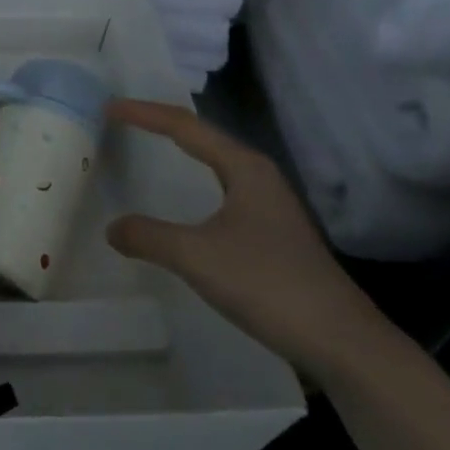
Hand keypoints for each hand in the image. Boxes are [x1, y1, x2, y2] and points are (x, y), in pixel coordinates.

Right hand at [104, 99, 393, 382]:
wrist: (339, 341)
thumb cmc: (267, 283)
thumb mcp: (196, 256)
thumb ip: (148, 236)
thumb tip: (112, 229)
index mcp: (245, 168)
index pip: (186, 127)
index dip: (145, 114)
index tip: (109, 108)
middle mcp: (259, 177)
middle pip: (203, 138)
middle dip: (162, 125)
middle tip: (123, 121)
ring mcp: (268, 206)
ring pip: (214, 166)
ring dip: (179, 154)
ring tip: (146, 148)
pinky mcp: (270, 234)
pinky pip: (220, 192)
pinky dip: (192, 186)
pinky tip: (182, 206)